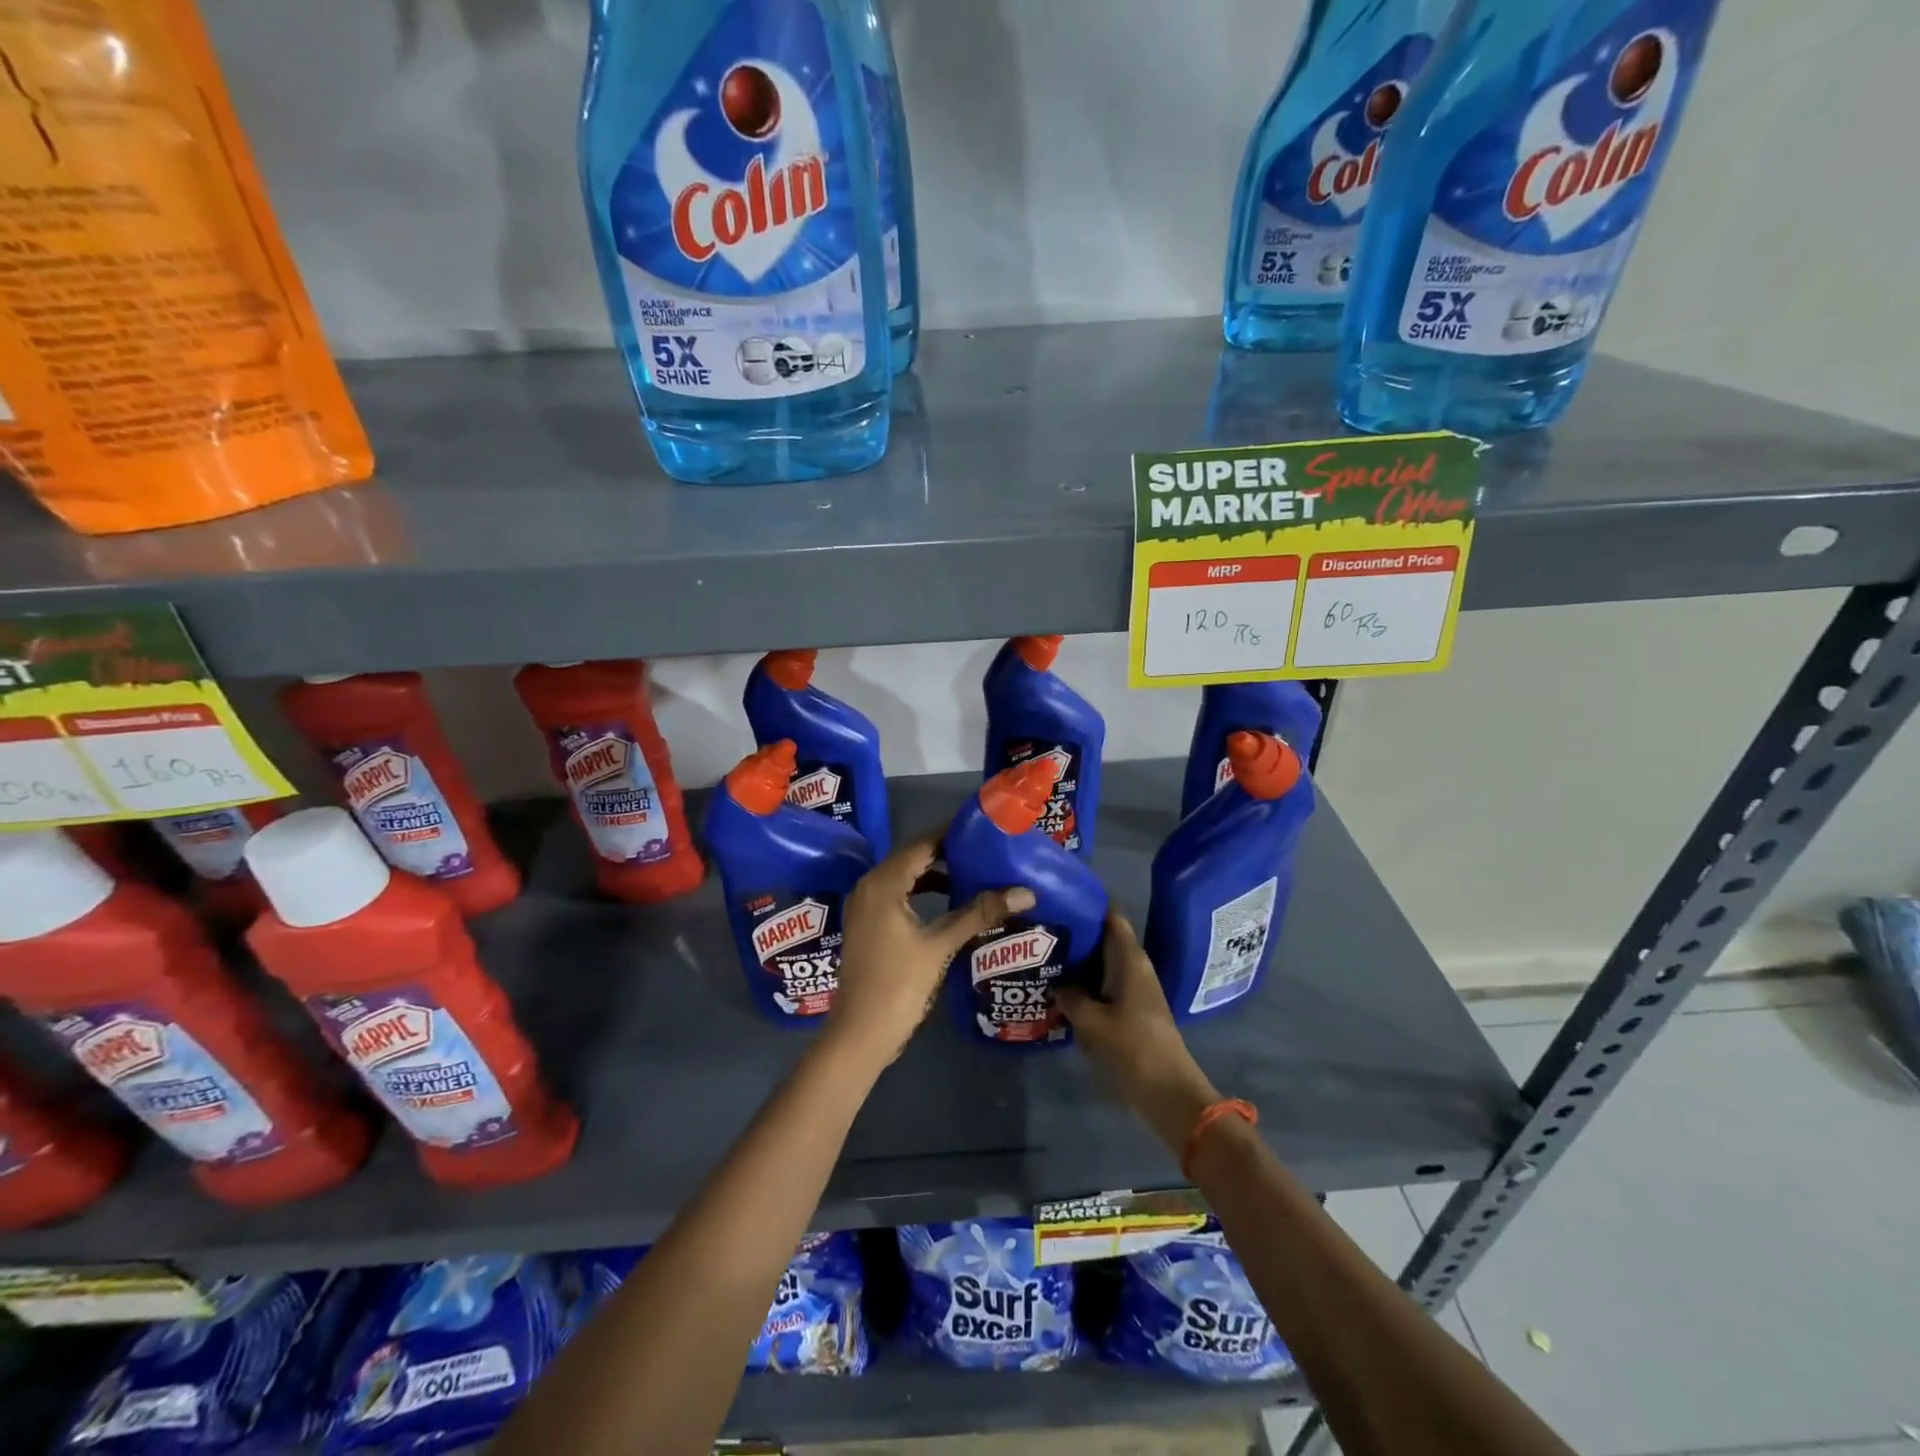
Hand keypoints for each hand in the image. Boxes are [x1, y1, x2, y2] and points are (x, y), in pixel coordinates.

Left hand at [824, 835, 1034, 1073]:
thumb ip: (979, 914)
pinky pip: (897, 895)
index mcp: (883, 884)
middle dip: (946, 852)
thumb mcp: (941, 946)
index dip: (951, 834)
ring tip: (973, 872)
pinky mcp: (868, 925)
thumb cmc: (898, 985)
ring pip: (904, 877)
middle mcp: (869, 887)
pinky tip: (949, 903)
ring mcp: (865, 907)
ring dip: (935, 873)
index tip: (983, 829)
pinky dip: (921, 892)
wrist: (860, 1035)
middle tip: (984, 849)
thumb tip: (1025, 892)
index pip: (921, 844)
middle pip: (911, 857)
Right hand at [1056, 910, 1222, 1153]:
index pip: (1112, 917)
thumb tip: (1056, 983)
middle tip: (1043, 927)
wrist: (1168, 1091)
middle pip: (1105, 938)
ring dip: (1080, 959)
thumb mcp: (1093, 1021)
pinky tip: (1062, 988)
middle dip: (1078, 932)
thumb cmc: (1133, 1047)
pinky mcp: (1133, 1008)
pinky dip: (1087, 981)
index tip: (1062, 896)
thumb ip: (1071, 997)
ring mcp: (1136, 988)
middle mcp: (1135, 967)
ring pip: (1104, 962)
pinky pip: (1106, 983)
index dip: (1090, 903)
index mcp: (1130, 959)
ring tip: (1045, 954)